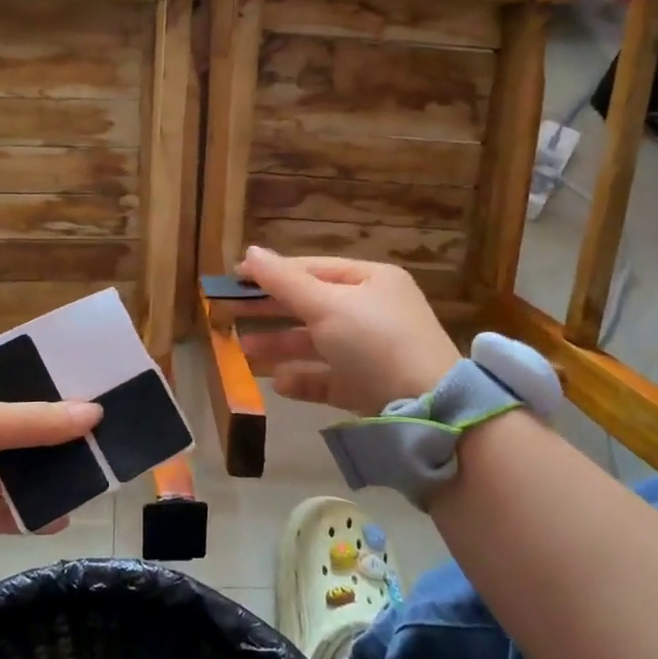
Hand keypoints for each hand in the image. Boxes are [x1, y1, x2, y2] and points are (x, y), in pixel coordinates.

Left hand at [0, 361, 100, 575]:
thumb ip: (37, 420)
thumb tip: (96, 413)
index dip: (41, 384)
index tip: (84, 390)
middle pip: (7, 425)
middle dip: (48, 435)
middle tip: (96, 437)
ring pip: (2, 469)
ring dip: (39, 477)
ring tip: (87, 478)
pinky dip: (21, 513)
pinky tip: (58, 517)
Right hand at [236, 247, 459, 414]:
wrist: (428, 407)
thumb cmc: (374, 342)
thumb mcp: (326, 306)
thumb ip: (284, 282)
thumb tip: (249, 251)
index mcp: (372, 280)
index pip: (313, 269)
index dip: (272, 272)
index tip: (234, 278)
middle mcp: (373, 312)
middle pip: (312, 306)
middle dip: (272, 311)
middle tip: (229, 313)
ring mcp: (373, 351)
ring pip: (317, 343)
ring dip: (281, 345)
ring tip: (244, 350)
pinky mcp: (369, 386)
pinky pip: (329, 377)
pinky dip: (303, 378)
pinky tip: (278, 382)